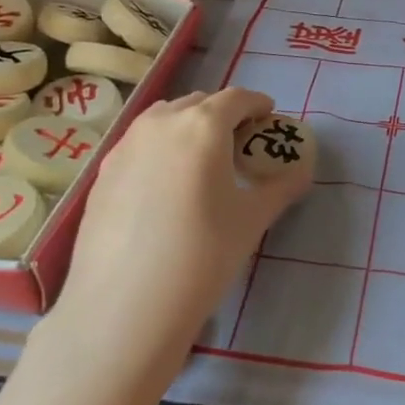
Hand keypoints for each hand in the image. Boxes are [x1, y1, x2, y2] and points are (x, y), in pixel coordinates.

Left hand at [57, 88, 312, 371]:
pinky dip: (160, 150)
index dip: (257, 105)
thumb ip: (281, 187)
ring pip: (163, 120)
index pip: (237, 98)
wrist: (124, 306)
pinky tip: (165, 188)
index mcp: (202, 125)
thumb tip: (302, 171)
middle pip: (198, 103)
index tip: (268, 119)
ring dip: (188, 127)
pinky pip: (139, 145)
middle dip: (223, 115)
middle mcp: (160, 124)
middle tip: (239, 144)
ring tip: (201, 162)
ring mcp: (125, 146)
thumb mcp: (252, 220)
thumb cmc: (202, 255)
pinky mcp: (102, 174)